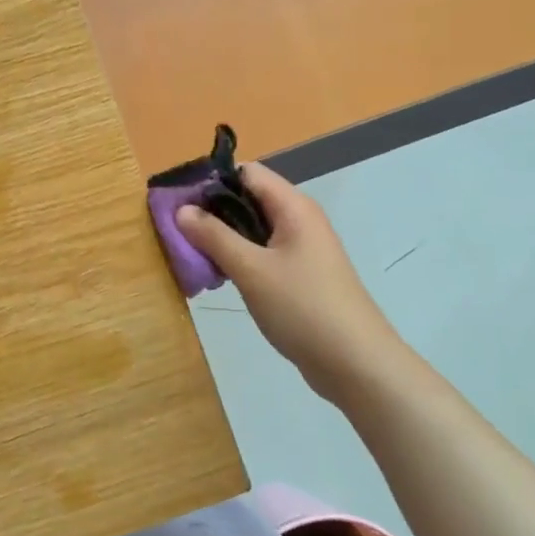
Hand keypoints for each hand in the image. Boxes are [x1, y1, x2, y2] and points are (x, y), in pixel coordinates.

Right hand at [175, 163, 400, 402]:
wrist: (355, 362)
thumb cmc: (302, 307)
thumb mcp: (251, 269)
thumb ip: (214, 236)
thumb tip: (182, 210)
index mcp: (293, 207)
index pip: (247, 173)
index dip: (212, 181)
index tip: (179, 203)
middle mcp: (299, 220)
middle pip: (249, 199)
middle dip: (212, 213)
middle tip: (179, 234)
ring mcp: (302, 249)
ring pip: (253, 229)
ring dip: (223, 239)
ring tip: (193, 258)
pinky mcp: (300, 275)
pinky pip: (262, 254)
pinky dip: (239, 259)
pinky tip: (219, 278)